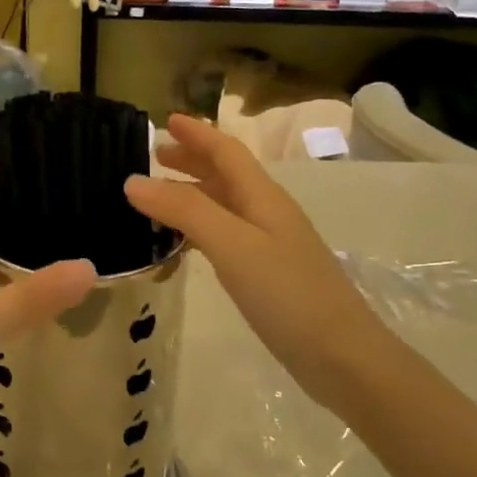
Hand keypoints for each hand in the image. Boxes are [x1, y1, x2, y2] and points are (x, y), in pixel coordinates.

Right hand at [125, 115, 370, 400]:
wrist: (343, 357)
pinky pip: (225, 235)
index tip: (167, 119)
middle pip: (226, 174)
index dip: (198, 133)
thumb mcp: (232, 245)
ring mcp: (270, 245)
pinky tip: (183, 244)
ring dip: (192, 193)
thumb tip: (133, 180)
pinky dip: (199, 228)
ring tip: (158, 197)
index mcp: (263, 197)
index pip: (226, 151)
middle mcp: (267, 213)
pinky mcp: (267, 274)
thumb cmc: (288, 294)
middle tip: (155, 155)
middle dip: (192, 159)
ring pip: (224, 205)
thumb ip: (184, 210)